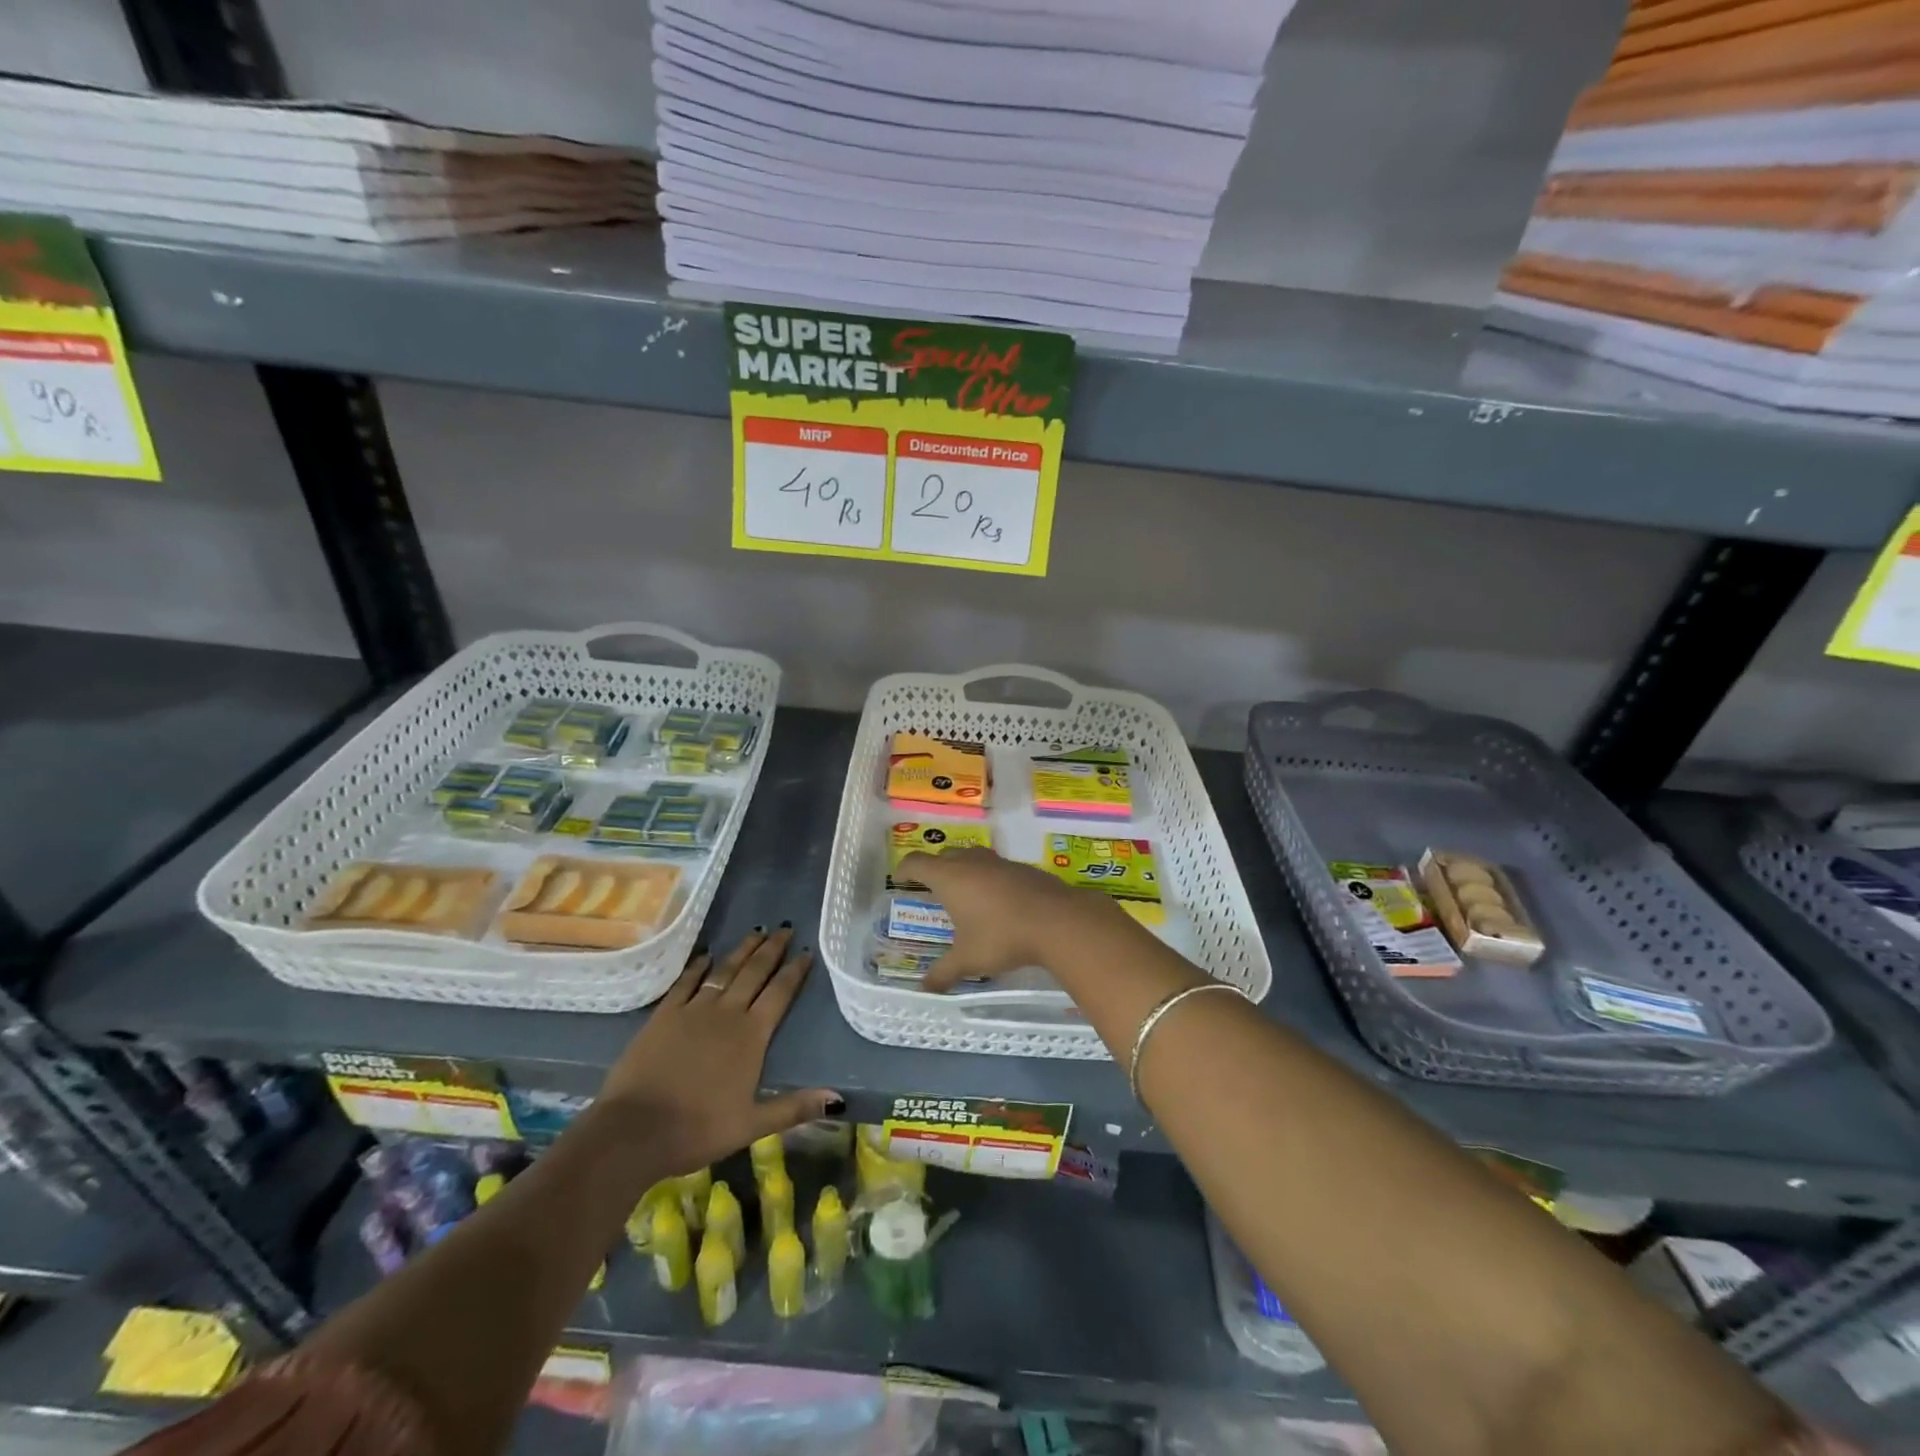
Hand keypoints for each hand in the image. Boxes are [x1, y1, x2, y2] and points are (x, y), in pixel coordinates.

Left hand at [599, 927, 841, 1174]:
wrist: (633, 1131)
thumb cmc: (697, 1130)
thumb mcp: (751, 1125)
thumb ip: (794, 1107)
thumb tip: (837, 1098)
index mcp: (751, 1036)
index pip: (780, 994)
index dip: (795, 972)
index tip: (807, 952)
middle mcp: (727, 1014)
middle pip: (754, 972)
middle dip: (772, 949)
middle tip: (785, 928)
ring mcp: (693, 1010)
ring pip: (724, 971)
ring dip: (742, 950)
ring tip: (757, 931)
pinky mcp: (664, 1015)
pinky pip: (686, 982)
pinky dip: (698, 966)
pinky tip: (707, 955)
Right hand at [899, 848, 1129, 991]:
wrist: (1058, 921)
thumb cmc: (1002, 936)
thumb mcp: (968, 960)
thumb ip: (944, 972)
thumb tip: (925, 988)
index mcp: (949, 877)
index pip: (917, 863)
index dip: (905, 869)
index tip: (900, 879)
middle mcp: (972, 862)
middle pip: (944, 856)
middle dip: (933, 869)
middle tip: (930, 889)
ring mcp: (999, 862)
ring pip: (972, 857)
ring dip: (963, 870)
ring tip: (963, 893)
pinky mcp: (1022, 869)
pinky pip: (996, 868)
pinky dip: (988, 878)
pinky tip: (996, 901)